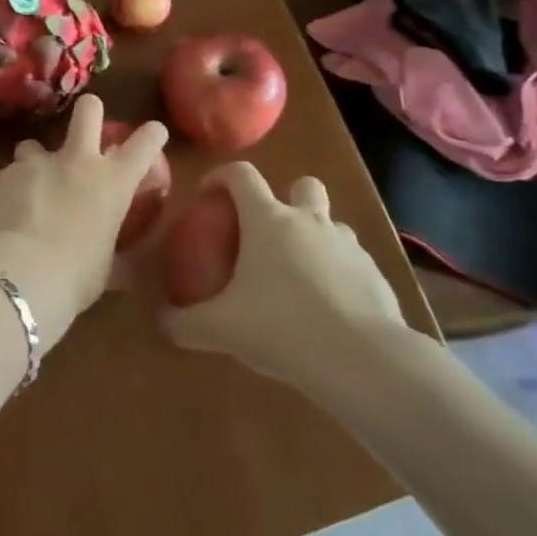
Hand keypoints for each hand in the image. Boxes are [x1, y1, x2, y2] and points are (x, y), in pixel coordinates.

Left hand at [0, 95, 168, 350]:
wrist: (24, 272)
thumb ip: (114, 250)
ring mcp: (40, 161)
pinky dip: (14, 186)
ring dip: (36, 159)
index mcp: (114, 183)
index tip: (153, 133)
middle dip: (90, 110)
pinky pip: (13, 172)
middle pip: (89, 110)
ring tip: (32, 183)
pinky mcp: (7, 171)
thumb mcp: (107, 266)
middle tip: (87, 123)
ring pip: (35, 143)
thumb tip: (124, 263)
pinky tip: (10, 209)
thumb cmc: (77, 276)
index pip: (145, 144)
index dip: (152, 135)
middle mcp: (79, 161)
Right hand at [160, 162, 407, 395]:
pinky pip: (353, 262)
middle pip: (302, 184)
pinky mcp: (376, 275)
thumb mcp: (221, 329)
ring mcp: (348, 246)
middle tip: (268, 231)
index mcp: (267, 220)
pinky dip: (340, 274)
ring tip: (299, 274)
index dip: (221, 176)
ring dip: (316, 237)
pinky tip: (330, 309)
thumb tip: (161, 320)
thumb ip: (184, 322)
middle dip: (287, 197)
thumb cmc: (282, 328)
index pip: (240, 174)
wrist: (364, 361)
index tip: (209, 195)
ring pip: (332, 223)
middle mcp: (309, 221)